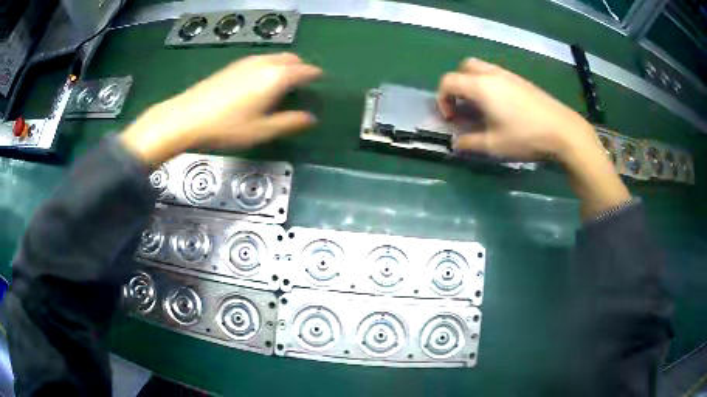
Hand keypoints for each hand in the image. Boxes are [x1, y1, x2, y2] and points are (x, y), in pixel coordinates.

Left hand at [120, 53, 321, 164]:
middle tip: (302, 86)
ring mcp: (247, 62)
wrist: (187, 117)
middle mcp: (265, 63)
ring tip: (283, 85)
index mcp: (277, 77)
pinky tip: (260, 83)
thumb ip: (290, 122)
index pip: (306, 70)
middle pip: (292, 59)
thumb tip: (311, 118)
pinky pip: (261, 60)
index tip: (320, 84)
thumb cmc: (227, 127)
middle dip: (301, 69)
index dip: (316, 76)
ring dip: (285, 66)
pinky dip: (269, 67)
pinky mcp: (233, 65)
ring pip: (275, 57)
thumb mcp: (261, 130)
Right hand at [439, 58, 597, 162]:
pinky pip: (497, 75)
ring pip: (481, 68)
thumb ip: (469, 142)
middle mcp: (492, 74)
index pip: (448, 81)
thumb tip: (455, 143)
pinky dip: (489, 84)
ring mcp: (509, 75)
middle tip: (463, 105)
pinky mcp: (521, 81)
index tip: (451, 118)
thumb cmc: (525, 137)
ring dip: (473, 83)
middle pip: (464, 67)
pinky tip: (501, 106)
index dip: (442, 99)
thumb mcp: (493, 146)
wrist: (562, 131)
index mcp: (480, 86)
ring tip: (481, 107)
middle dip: (457, 84)